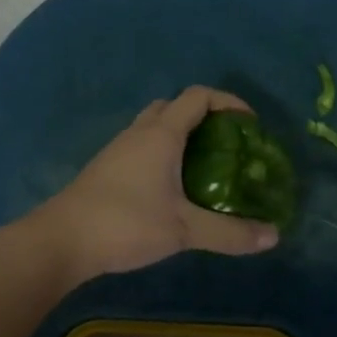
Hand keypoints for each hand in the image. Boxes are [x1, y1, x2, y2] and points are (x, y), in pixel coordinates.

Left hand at [33, 87, 279, 287]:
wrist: (62, 240)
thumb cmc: (126, 223)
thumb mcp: (184, 229)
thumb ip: (229, 233)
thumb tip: (273, 236)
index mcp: (161, 134)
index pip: (198, 97)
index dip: (227, 102)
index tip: (249, 124)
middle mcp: (139, 133)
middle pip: (174, 106)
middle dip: (203, 116)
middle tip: (226, 144)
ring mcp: (118, 149)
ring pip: (154, 126)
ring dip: (180, 135)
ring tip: (204, 165)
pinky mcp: (106, 168)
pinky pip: (141, 146)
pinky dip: (162, 152)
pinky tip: (171, 187)